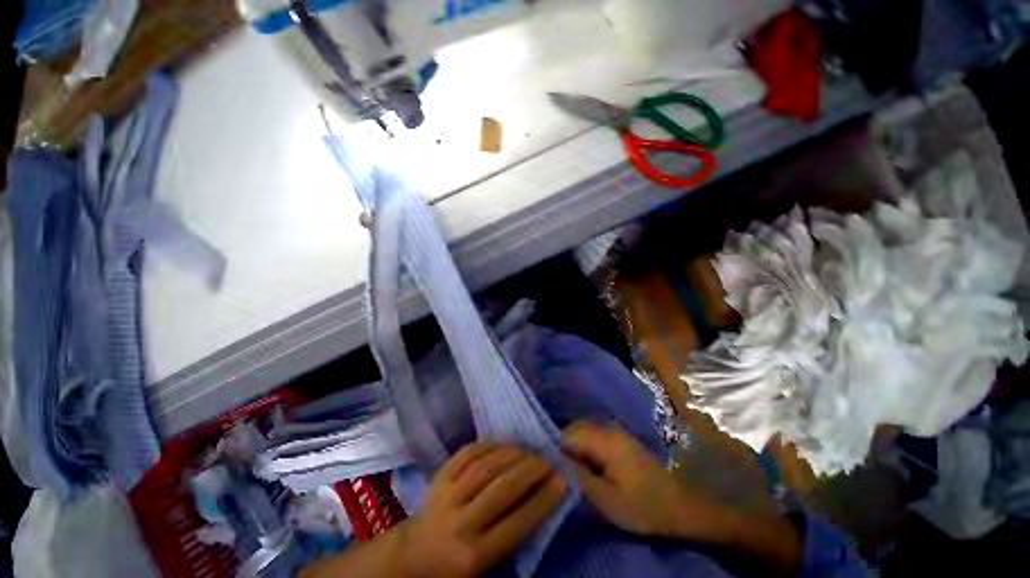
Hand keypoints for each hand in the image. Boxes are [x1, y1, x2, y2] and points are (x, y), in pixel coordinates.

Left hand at [398, 443, 566, 577]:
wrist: (415, 553)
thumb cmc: (458, 563)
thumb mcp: (487, 561)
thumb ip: (513, 533)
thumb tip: (541, 496)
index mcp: (475, 555)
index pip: (518, 523)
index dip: (544, 499)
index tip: (562, 481)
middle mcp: (461, 524)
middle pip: (502, 489)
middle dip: (531, 470)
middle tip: (547, 461)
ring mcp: (447, 495)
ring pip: (486, 466)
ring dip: (513, 454)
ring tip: (529, 451)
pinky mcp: (439, 476)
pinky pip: (468, 453)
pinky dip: (489, 444)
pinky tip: (504, 444)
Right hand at [561, 421, 690, 537]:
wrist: (679, 507)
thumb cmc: (643, 506)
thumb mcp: (607, 500)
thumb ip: (578, 478)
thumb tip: (553, 462)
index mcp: (605, 440)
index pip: (567, 434)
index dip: (553, 448)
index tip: (545, 468)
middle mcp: (608, 428)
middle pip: (574, 430)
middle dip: (562, 448)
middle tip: (557, 473)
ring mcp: (615, 432)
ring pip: (582, 433)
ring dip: (573, 449)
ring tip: (569, 472)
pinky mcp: (620, 440)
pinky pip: (593, 437)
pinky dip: (584, 450)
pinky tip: (585, 468)